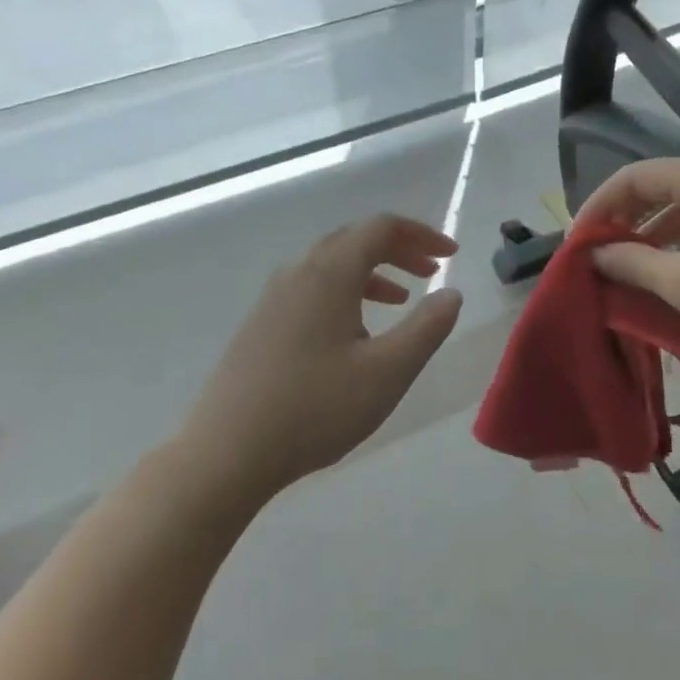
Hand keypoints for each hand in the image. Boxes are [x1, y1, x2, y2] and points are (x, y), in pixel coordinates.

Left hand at [182, 215, 463, 491]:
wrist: (227, 452)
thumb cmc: (316, 408)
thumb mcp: (387, 372)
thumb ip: (426, 328)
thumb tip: (451, 293)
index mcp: (329, 273)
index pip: (380, 228)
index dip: (421, 233)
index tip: (451, 253)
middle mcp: (298, 273)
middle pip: (354, 239)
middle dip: (398, 248)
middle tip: (431, 269)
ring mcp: (273, 298)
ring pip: (331, 265)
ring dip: (372, 271)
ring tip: (401, 298)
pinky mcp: (261, 324)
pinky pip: (312, 288)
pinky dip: (345, 291)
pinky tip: (355, 331)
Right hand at [574, 156, 679, 358]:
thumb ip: (634, 265)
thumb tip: (596, 254)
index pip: (634, 177)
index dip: (598, 207)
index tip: (578, 244)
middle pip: (661, 189)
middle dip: (625, 222)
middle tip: (600, 257)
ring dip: (655, 237)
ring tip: (632, 271)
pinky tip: (678, 276)